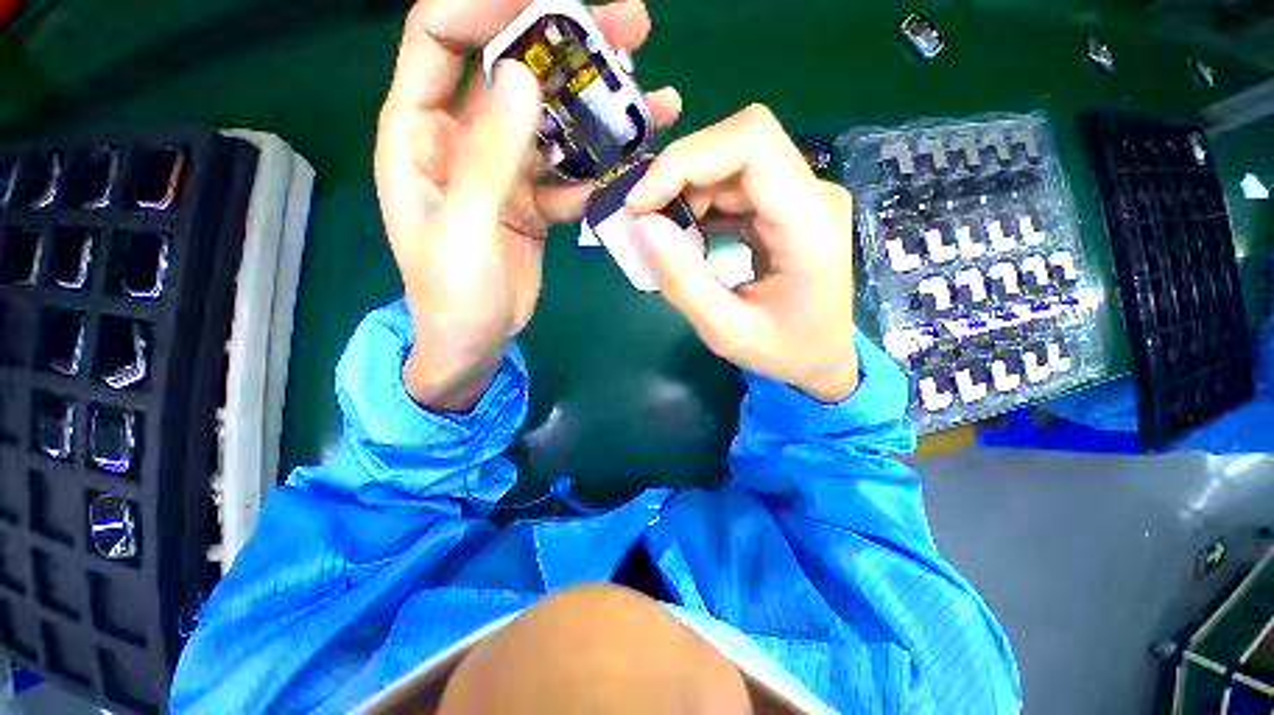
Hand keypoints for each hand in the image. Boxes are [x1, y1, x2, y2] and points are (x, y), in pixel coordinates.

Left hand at [376, 0, 681, 410]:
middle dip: (568, 44)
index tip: (554, 2)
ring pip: (552, 121)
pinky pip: (570, 171)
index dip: (490, 6)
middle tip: (630, 28)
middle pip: (513, 69)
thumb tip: (522, 79)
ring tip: (652, 97)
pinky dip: (601, 167)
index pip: (442, 37)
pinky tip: (635, 163)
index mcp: (420, 134)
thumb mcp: (464, 229)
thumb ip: (489, 158)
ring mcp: (504, 170)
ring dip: (598, 106)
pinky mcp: (534, 201)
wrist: (475, 342)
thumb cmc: (453, 295)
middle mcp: (462, 139)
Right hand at [626, 105, 858, 402]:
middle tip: (643, 218)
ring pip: (731, 162)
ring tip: (662, 234)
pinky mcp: (786, 206)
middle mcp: (813, 195)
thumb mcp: (726, 331)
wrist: (823, 358)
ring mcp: (802, 197)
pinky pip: (734, 186)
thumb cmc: (784, 352)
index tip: (641, 203)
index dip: (685, 160)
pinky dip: (699, 203)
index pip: (751, 144)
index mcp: (810, 224)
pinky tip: (685, 234)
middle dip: (679, 174)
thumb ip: (683, 281)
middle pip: (739, 144)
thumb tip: (642, 225)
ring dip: (685, 190)